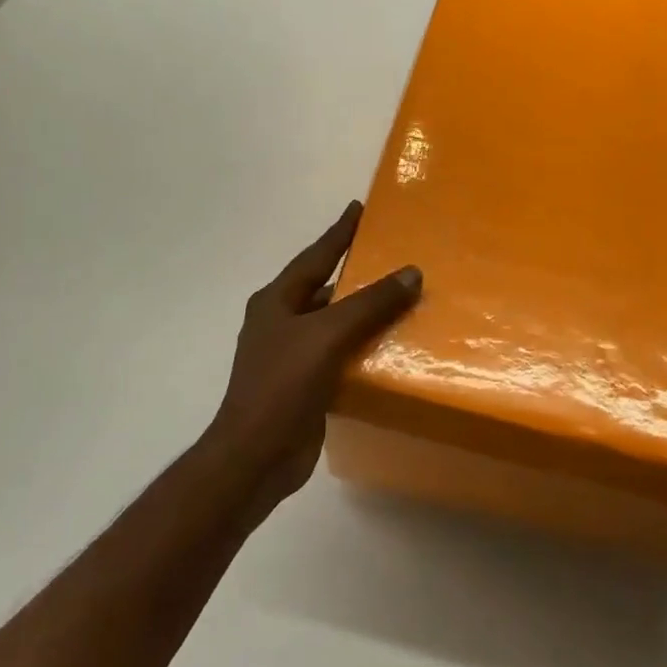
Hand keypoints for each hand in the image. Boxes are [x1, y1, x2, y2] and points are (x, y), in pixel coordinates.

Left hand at [206, 201, 421, 514]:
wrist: (255, 458)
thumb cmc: (283, 385)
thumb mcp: (328, 335)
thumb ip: (370, 303)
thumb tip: (411, 273)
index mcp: (277, 301)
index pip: (316, 256)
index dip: (339, 232)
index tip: (359, 208)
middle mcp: (281, 321)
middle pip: (324, 286)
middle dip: (354, 270)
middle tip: (389, 253)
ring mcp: (290, 355)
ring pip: (333, 322)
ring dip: (362, 311)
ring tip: (399, 297)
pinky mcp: (304, 384)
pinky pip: (339, 353)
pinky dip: (361, 345)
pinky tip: (388, 345)